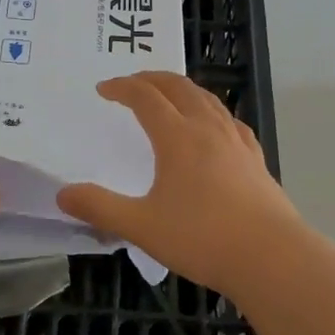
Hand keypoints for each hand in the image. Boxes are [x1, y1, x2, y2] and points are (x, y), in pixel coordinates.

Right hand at [57, 71, 302, 298]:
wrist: (271, 256)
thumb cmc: (202, 238)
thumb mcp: (142, 226)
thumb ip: (101, 208)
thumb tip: (63, 194)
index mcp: (177, 136)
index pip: (145, 96)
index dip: (122, 87)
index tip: (103, 89)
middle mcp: (207, 127)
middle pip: (178, 87)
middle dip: (152, 78)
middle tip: (132, 82)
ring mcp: (235, 140)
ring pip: (207, 98)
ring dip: (182, 88)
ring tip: (169, 94)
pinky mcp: (255, 157)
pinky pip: (229, 120)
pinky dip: (211, 110)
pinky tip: (214, 125)